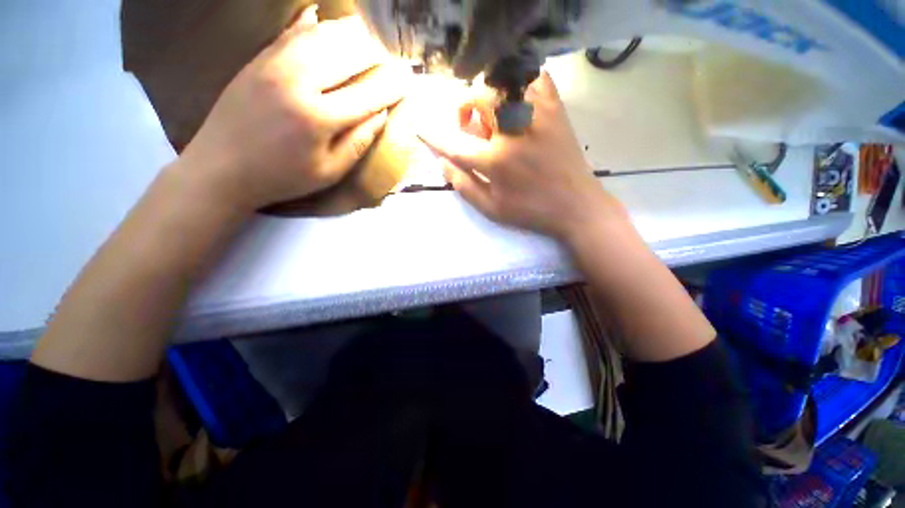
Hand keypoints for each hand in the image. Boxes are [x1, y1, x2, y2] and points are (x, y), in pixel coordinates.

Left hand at [178, 9, 411, 212]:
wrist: (221, 167)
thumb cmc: (282, 177)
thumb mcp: (329, 172)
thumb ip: (358, 142)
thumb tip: (381, 115)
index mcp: (319, 118)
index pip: (368, 93)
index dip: (392, 86)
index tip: (408, 81)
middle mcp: (298, 81)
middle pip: (348, 53)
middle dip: (376, 53)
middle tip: (391, 60)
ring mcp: (274, 63)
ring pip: (323, 34)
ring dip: (351, 34)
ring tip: (369, 39)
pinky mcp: (259, 58)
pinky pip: (293, 31)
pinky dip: (314, 23)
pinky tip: (326, 20)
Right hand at [418, 72, 625, 241]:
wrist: (576, 206)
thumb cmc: (531, 211)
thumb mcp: (492, 209)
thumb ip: (464, 186)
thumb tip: (443, 164)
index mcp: (496, 161)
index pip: (455, 143)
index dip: (434, 136)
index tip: (420, 128)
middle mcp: (514, 132)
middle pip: (478, 97)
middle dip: (465, 108)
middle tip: (469, 126)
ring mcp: (538, 116)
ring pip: (504, 83)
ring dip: (490, 96)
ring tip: (495, 116)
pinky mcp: (556, 110)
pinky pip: (536, 79)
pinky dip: (521, 83)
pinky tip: (518, 102)